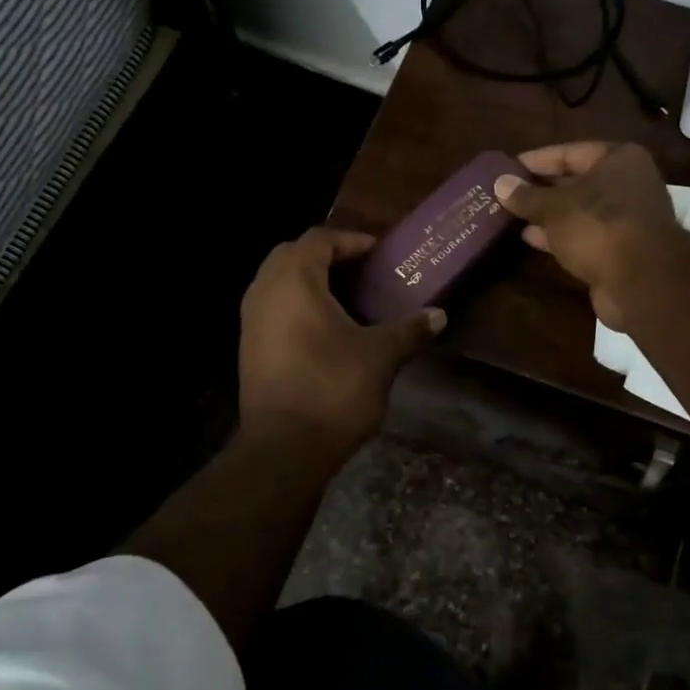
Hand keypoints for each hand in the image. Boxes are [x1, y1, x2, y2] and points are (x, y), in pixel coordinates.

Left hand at [238, 227, 443, 451]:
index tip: (380, 255)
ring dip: (311, 283)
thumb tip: (440, 315)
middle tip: (362, 273)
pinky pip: (274, 309)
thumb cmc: (332, 389)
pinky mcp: (249, 348)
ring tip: (350, 300)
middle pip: (292, 255)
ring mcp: (250, 322)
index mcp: (293, 280)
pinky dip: (298, 307)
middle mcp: (264, 292)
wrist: (284, 450)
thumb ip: (409, 329)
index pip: (319, 239)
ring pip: (279, 283)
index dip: (352, 241)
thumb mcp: (380, 356)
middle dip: (327, 257)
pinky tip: (329, 331)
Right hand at [493, 142, 681, 328]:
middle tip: (504, 193)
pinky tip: (529, 238)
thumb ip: (527, 196)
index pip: (569, 152)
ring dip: (546, 215)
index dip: (536, 161)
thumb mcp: (555, 207)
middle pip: (575, 182)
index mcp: (619, 160)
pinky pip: (582, 236)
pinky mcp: (619, 250)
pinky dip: (558, 236)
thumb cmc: (598, 226)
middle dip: (540, 190)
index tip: (506, 168)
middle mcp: (626, 185)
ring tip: (509, 215)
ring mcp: (625, 220)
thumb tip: (500, 183)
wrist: (641, 282)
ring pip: (578, 211)